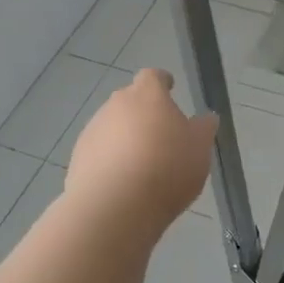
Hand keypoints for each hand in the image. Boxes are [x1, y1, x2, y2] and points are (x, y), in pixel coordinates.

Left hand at [64, 69, 217, 236]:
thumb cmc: (166, 168)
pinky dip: (110, 160)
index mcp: (147, 95)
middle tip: (160, 136)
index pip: (153, 76)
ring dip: (125, 138)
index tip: (169, 89)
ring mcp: (93, 130)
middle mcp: (115, 105)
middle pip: (130, 101)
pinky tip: (122, 183)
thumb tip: (205, 118)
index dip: (162, 82)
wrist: (115, 206)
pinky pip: (99, 152)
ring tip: (141, 166)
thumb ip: (203, 129)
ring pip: (112, 127)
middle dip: (143, 113)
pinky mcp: (78, 157)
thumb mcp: (199, 149)